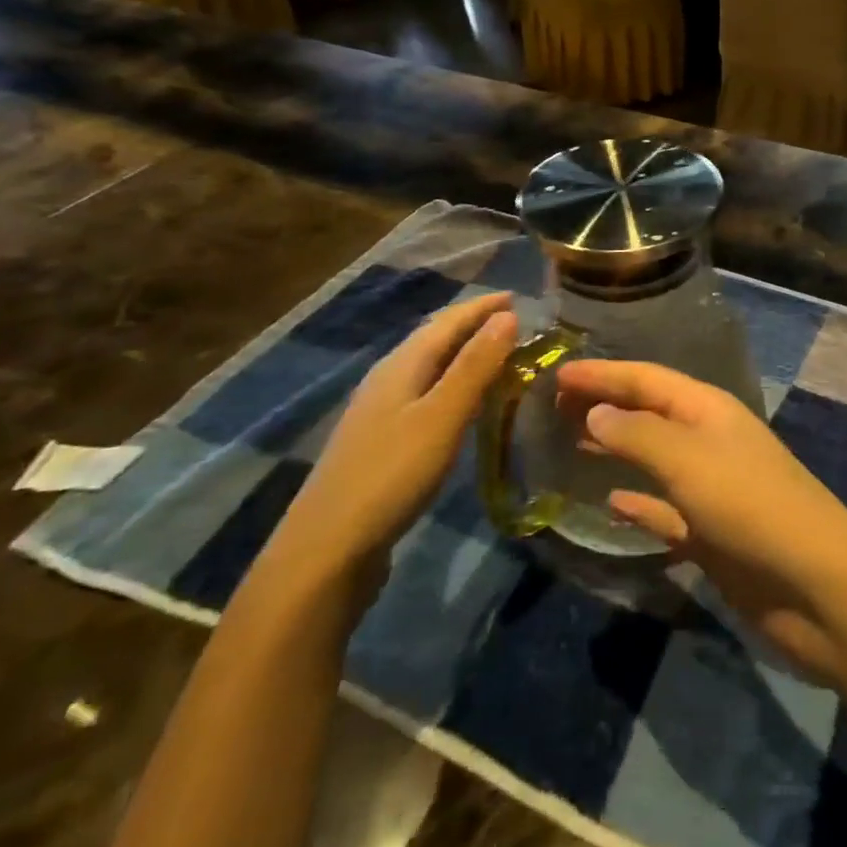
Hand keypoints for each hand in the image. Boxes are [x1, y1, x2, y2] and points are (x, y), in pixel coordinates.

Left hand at [265, 293, 517, 595]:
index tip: (520, 297)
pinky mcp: (383, 441)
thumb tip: (507, 315)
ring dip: (466, 355)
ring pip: (431, 367)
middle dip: (474, 325)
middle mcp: (388, 379)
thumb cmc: (391, 475)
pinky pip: (427, 394)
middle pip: (435, 339)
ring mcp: (381, 411)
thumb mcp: (443, 416)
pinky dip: (455, 384)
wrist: (327, 549)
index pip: (447, 321)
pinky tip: (468, 403)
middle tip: (518, 323)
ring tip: (502, 356)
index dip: (482, 306)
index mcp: (401, 365)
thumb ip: (475, 366)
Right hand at [557, 360, 846, 681]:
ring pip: (654, 459)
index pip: (647, 379)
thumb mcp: (689, 461)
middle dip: (606, 405)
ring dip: (617, 449)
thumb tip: (595, 412)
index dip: (603, 373)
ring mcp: (711, 488)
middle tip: (553, 407)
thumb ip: (638, 435)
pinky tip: (610, 503)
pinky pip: (664, 509)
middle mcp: (709, 441)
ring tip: (571, 443)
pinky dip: (638, 503)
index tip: (556, 373)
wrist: (813, 584)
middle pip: (649, 414)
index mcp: (709, 411)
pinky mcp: (710, 533)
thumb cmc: (750, 507)